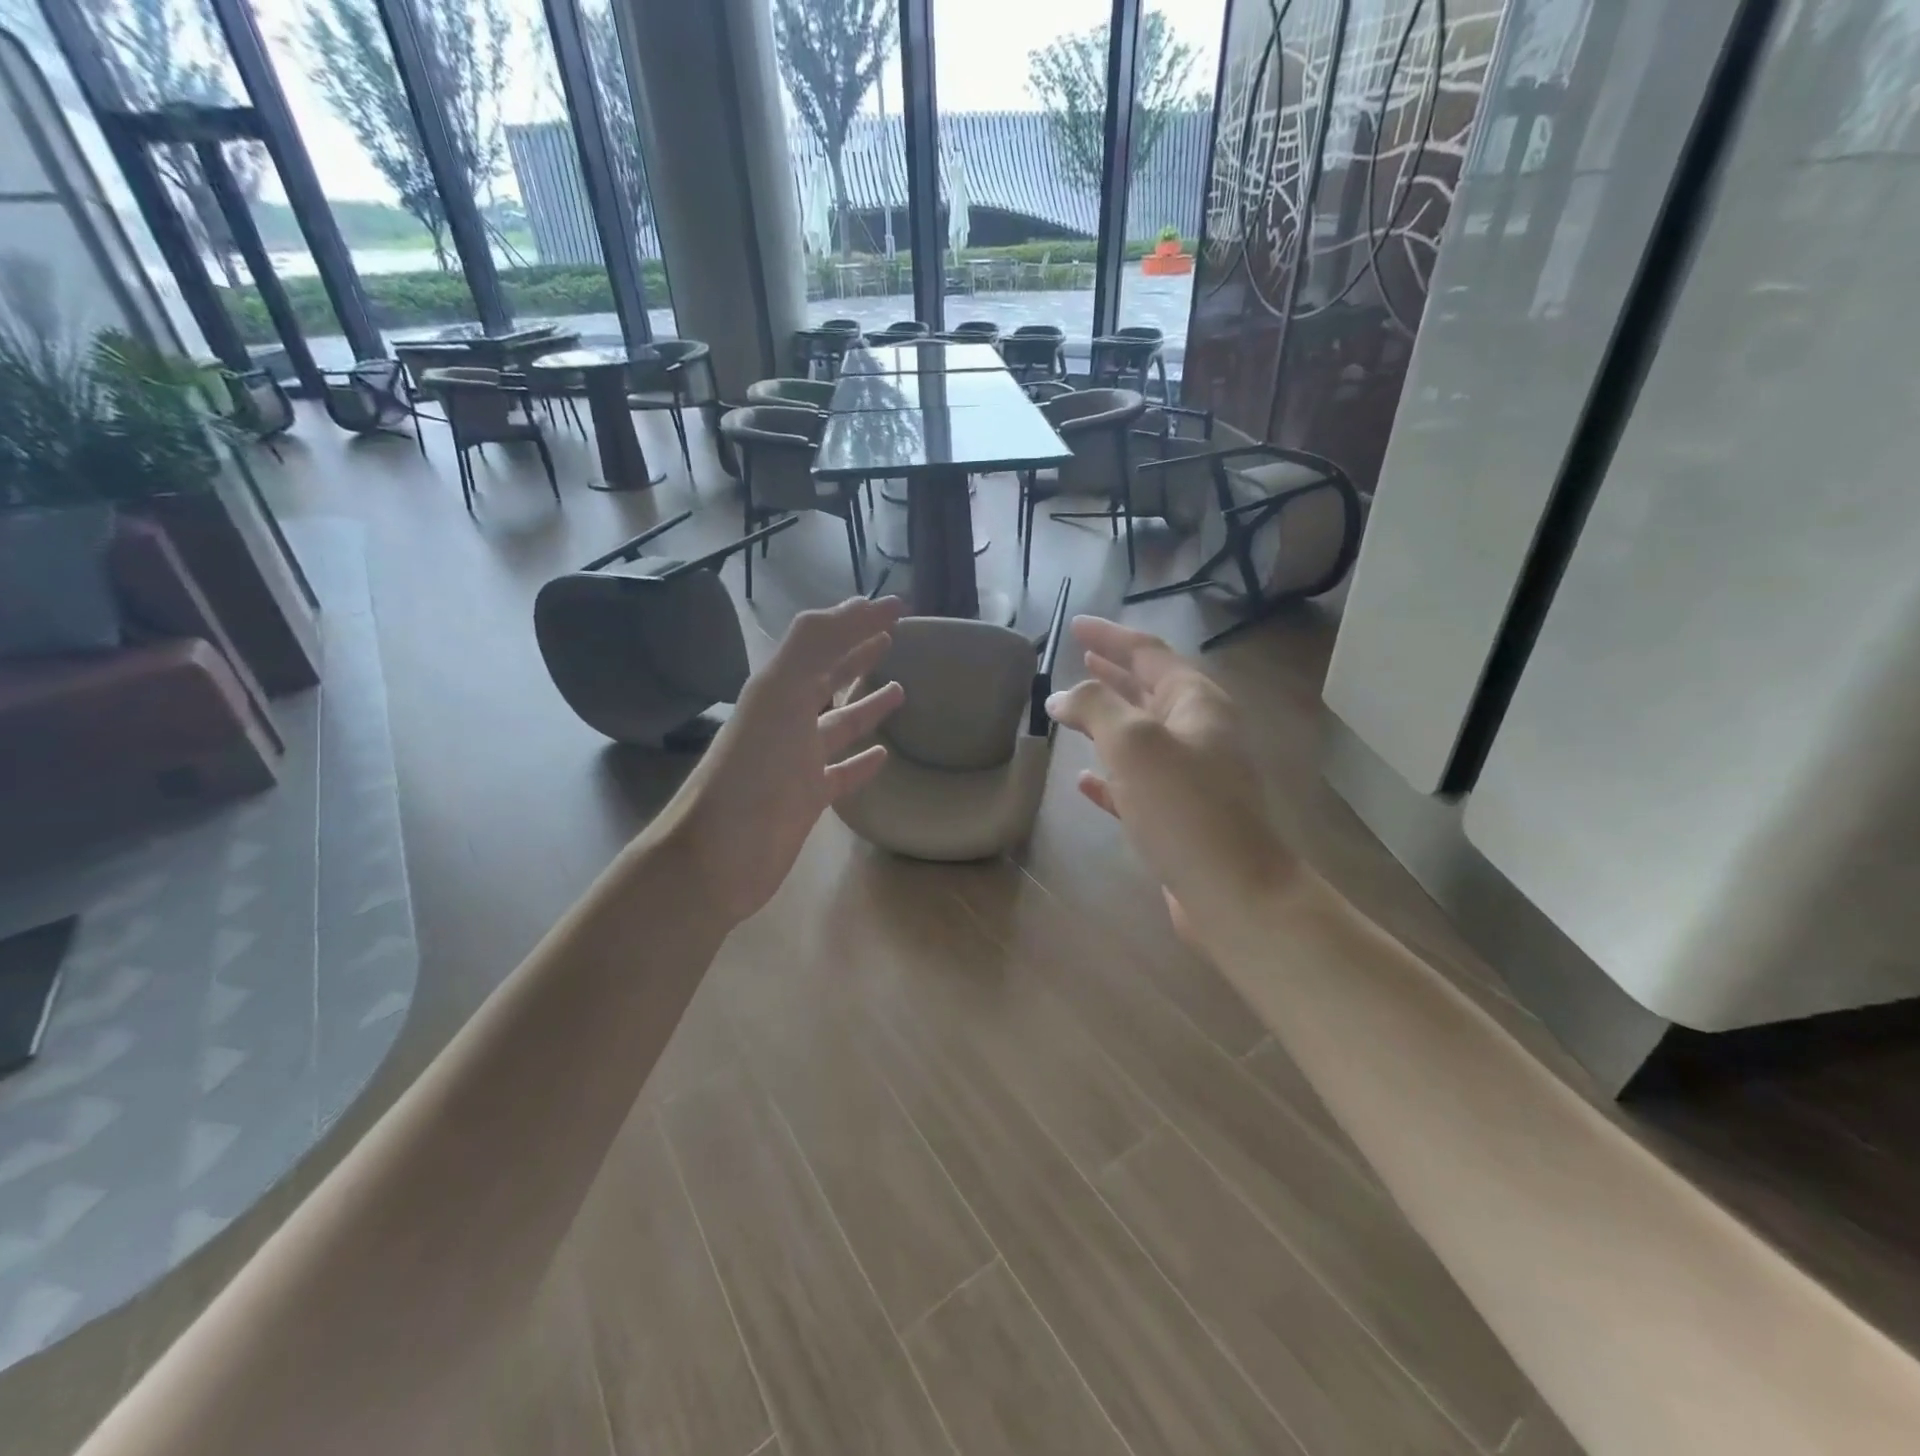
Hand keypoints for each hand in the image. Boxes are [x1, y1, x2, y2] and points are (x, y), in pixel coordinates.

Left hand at [658, 595, 905, 922]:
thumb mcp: (781, 694)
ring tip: (901, 688)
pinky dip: (862, 761)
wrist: (719, 853)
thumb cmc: (752, 771)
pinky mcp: (808, 798)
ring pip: (838, 723)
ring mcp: (797, 760)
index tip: (898, 606)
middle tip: (894, 636)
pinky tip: (884, 754)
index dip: (857, 619)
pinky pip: (842, 772)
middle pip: (828, 677)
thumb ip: (814, 646)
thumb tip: (860, 606)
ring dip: (866, 704)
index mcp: (778, 688)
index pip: (823, 641)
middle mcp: (787, 719)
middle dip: (858, 653)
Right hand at [1046, 617, 1297, 945]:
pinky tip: (1083, 780)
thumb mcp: (1134, 743)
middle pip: (1149, 690)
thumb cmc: (1185, 807)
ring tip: (1073, 711)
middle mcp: (1199, 732)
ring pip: (1142, 736)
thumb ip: (1094, 708)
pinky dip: (1110, 775)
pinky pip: (1137, 783)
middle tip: (1078, 658)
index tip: (1074, 626)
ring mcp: (1192, 776)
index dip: (1110, 636)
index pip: (1148, 653)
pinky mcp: (1179, 816)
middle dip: (1114, 673)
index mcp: (1196, 703)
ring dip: (1108, 721)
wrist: (1234, 893)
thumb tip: (1061, 696)